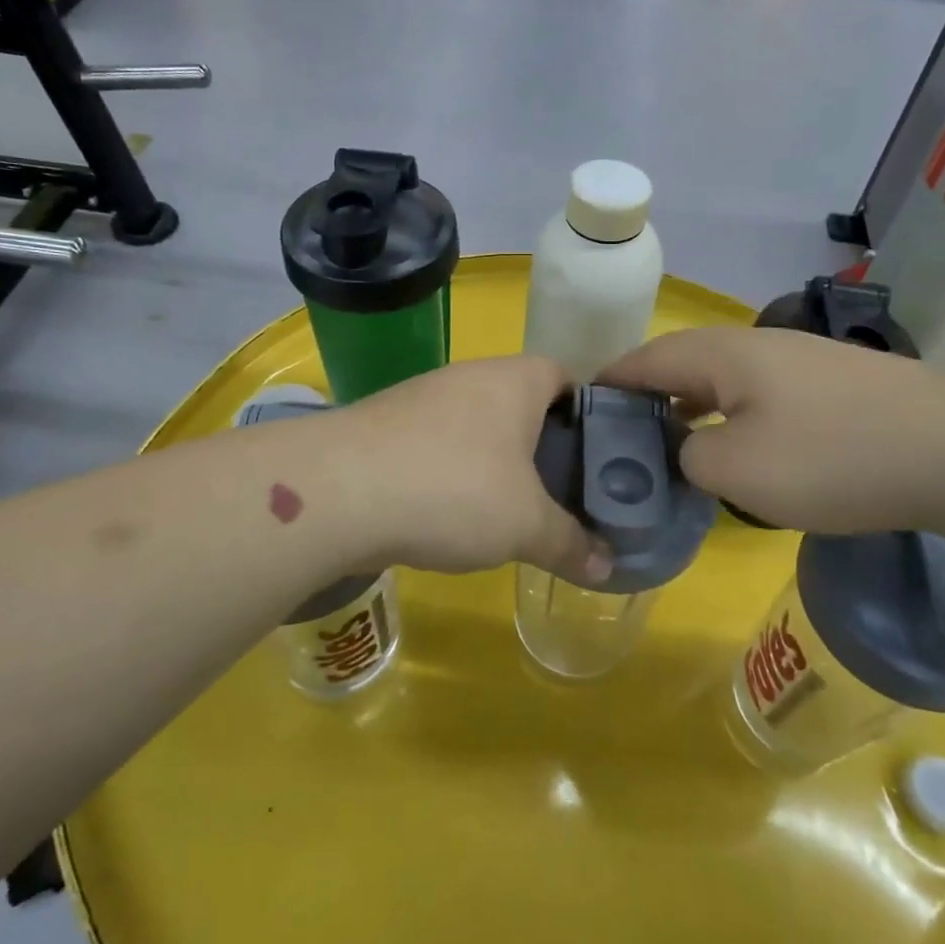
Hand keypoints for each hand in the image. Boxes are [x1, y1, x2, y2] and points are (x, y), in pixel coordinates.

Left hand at [342, 357, 611, 583]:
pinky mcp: (384, 427)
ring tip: (508, 510)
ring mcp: (421, 398)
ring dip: (493, 462)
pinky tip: (449, 513)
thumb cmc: (453, 490)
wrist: (336, 492)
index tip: (595, 456)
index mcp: (514, 380)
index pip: (564, 376)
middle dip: (540, 445)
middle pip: (519, 402)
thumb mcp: (526, 526)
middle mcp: (469, 376)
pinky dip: (450, 472)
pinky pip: (435, 445)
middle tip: (559, 492)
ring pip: (475, 425)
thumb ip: (570, 543)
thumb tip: (608, 567)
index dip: (585, 411)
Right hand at [600, 326, 944, 535]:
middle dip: (648, 395)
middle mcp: (756, 345)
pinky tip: (739, 444)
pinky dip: (731, 414)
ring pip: (723, 378)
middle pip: (682, 362)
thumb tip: (689, 449)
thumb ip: (690, 458)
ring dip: (691, 405)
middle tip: (622, 435)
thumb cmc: (833, 456)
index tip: (581, 409)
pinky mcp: (832, 382)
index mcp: (722, 355)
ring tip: (670, 441)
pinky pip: (759, 392)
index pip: (645, 359)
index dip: (609, 382)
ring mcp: (799, 359)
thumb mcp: (738, 471)